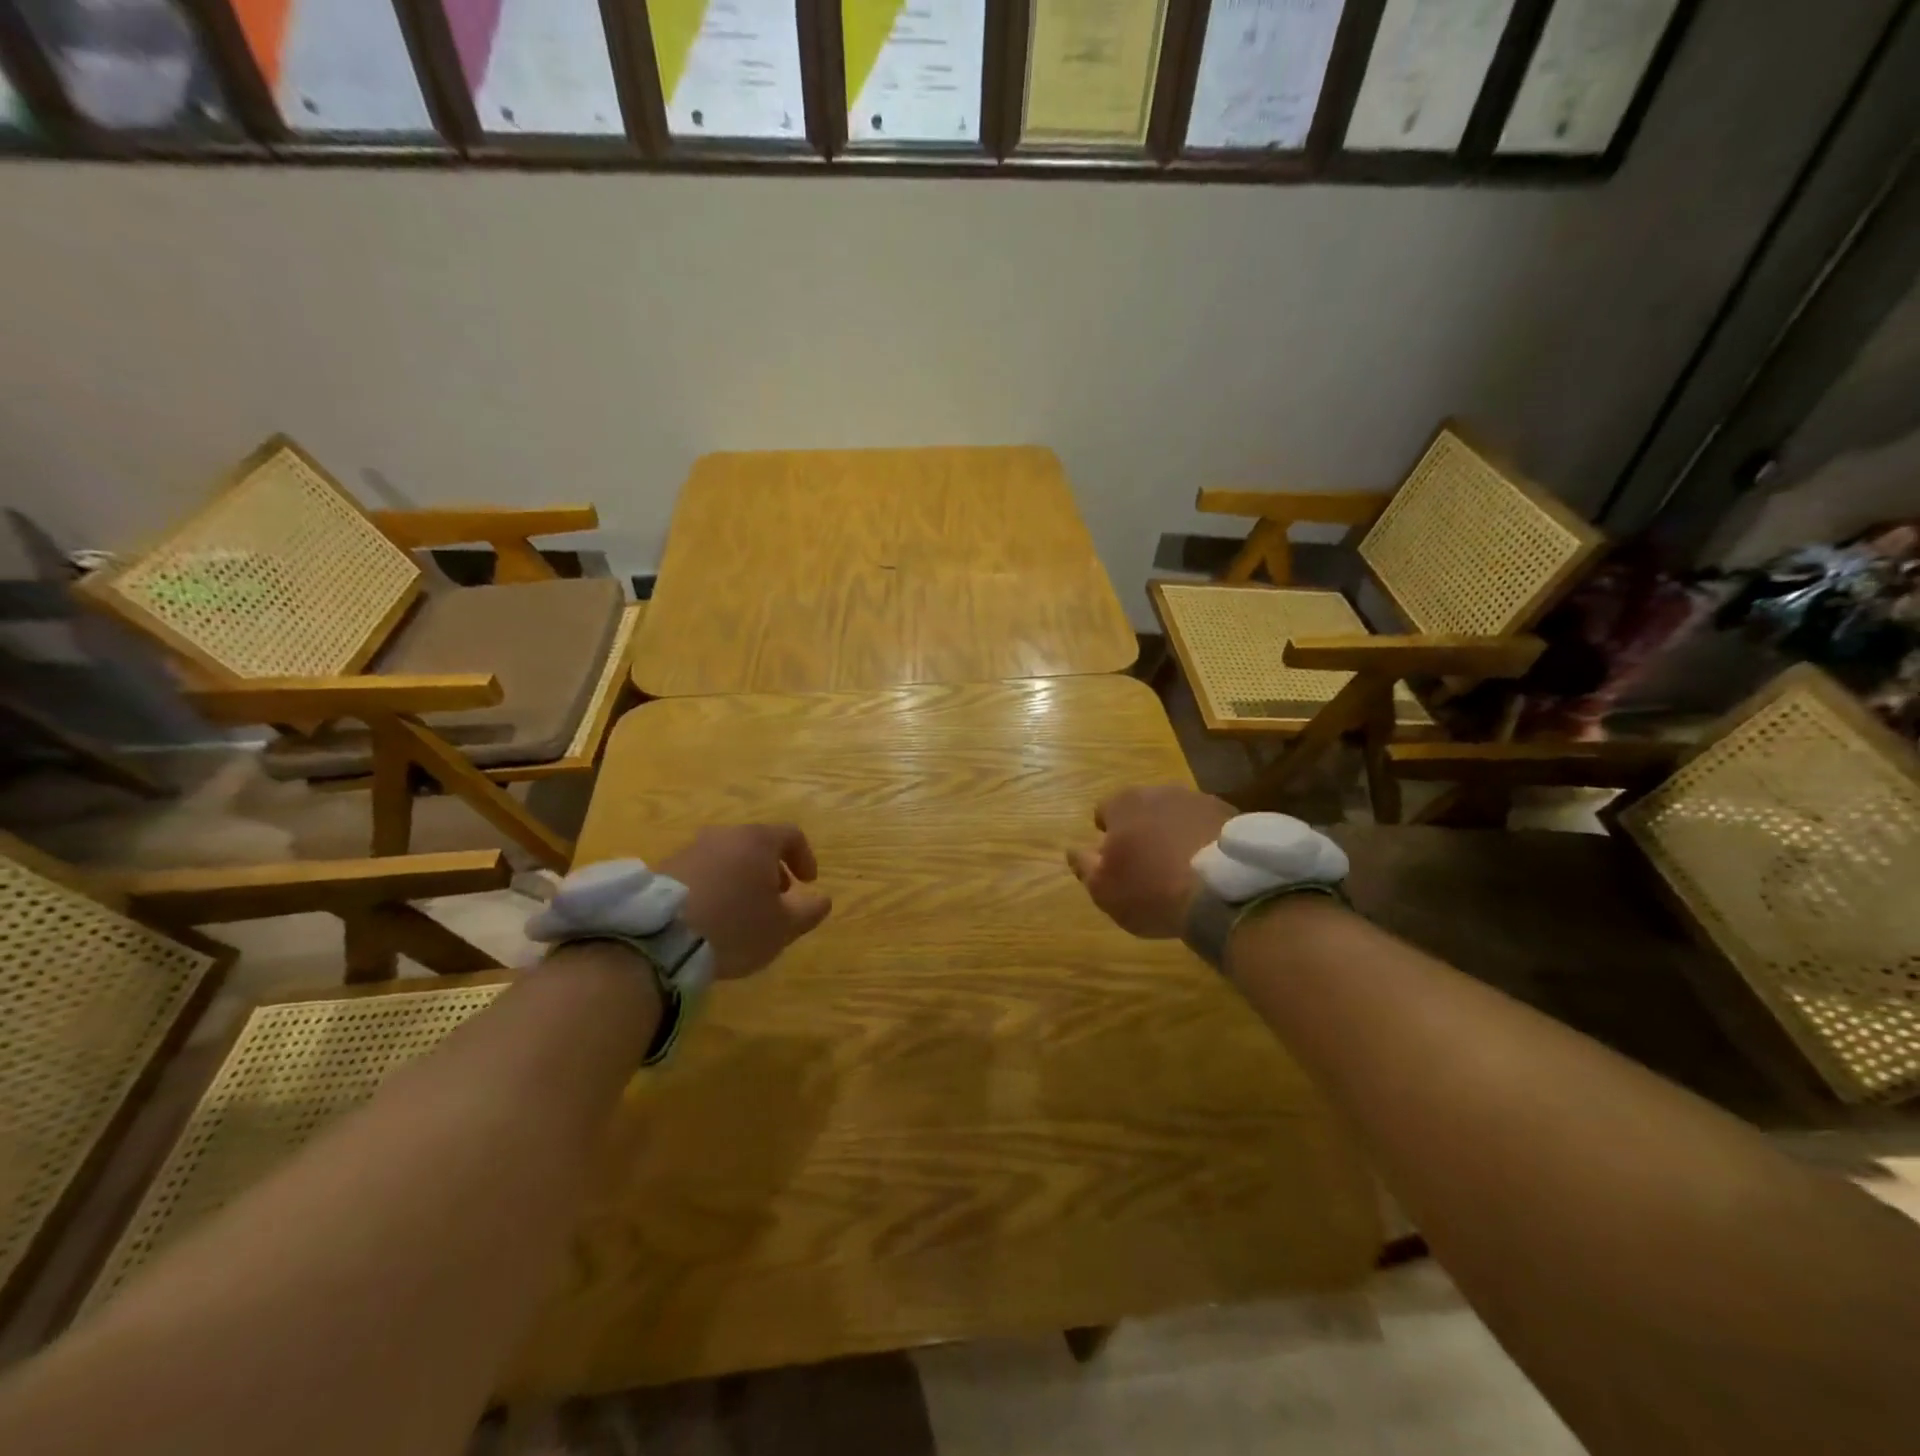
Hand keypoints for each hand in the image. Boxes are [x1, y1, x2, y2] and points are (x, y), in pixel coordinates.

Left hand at [660, 824, 832, 978]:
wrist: (658, 938)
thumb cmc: (734, 926)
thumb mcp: (783, 927)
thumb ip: (809, 911)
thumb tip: (823, 899)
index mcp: (757, 841)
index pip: (792, 835)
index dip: (804, 857)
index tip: (808, 883)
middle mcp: (723, 836)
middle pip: (756, 844)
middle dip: (770, 870)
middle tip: (775, 899)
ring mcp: (689, 850)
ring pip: (726, 857)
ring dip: (740, 878)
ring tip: (741, 912)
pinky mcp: (662, 870)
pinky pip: (699, 872)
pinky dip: (713, 887)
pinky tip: (710, 917)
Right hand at [1067, 785, 1233, 938]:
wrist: (1224, 892)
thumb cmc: (1151, 890)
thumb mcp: (1104, 890)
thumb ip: (1084, 866)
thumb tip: (1072, 849)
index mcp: (1124, 804)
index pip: (1104, 810)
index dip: (1107, 834)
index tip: (1115, 859)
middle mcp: (1160, 791)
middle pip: (1143, 808)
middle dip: (1142, 829)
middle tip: (1148, 863)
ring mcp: (1200, 799)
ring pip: (1178, 814)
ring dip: (1175, 832)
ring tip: (1183, 866)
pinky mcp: (1233, 814)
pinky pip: (1209, 825)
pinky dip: (1205, 839)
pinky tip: (1210, 867)